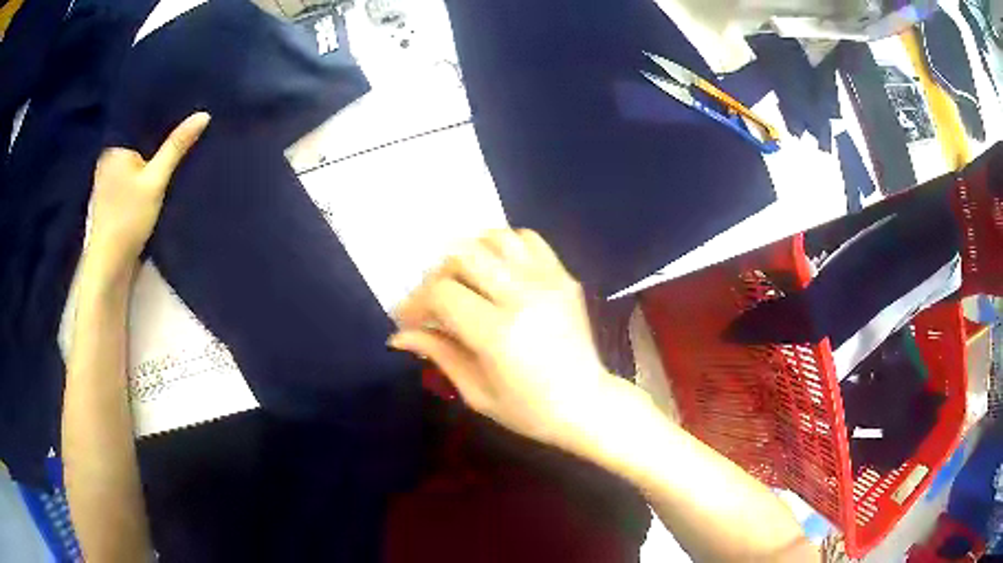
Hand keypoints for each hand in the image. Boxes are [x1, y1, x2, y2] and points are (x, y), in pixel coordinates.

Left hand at [85, 112, 210, 277]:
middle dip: (157, 139)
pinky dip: (142, 176)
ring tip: (175, 150)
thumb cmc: (128, 219)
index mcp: (114, 147)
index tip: (185, 111)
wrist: (109, 266)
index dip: (162, 116)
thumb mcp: (156, 180)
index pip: (140, 121)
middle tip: (185, 130)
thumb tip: (203, 114)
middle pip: (137, 141)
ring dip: (149, 159)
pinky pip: (130, 177)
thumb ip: (176, 147)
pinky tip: (155, 179)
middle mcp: (107, 159)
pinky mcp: (110, 201)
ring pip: (134, 161)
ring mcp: (106, 182)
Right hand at [390, 229, 615, 448]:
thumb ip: (438, 354)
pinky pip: (529, 240)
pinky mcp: (564, 277)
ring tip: (464, 279)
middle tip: (435, 300)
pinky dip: (504, 245)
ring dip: (470, 253)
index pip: (442, 293)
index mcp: (498, 333)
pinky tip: (497, 269)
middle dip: (438, 275)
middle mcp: (523, 297)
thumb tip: (399, 335)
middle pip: (464, 255)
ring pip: (496, 238)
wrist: (586, 404)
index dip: (416, 302)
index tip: (410, 318)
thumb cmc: (529, 410)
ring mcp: (548, 281)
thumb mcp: (476, 392)